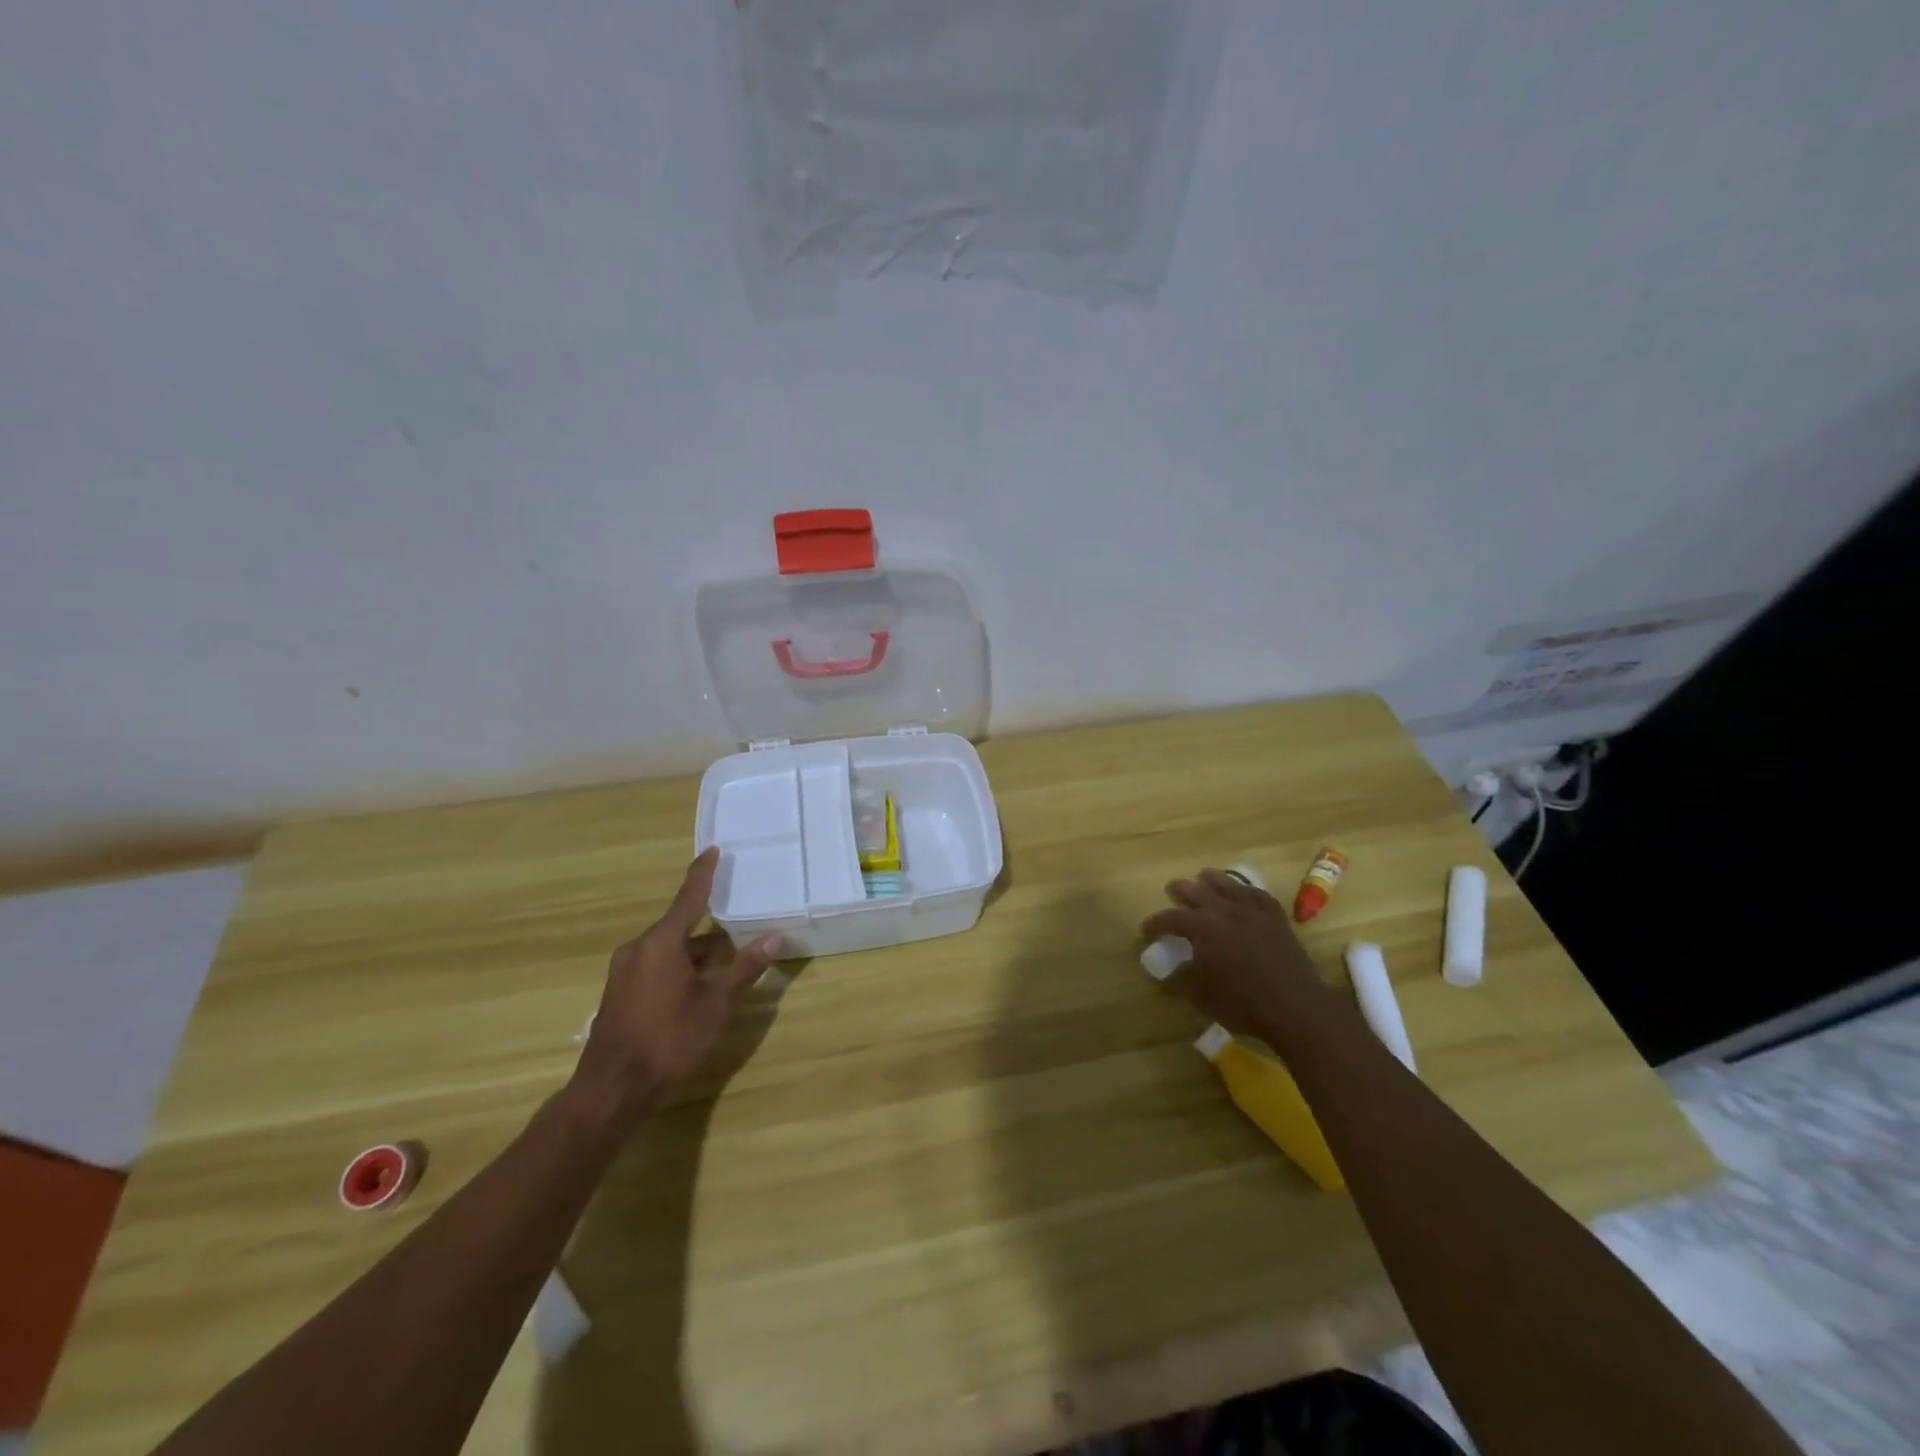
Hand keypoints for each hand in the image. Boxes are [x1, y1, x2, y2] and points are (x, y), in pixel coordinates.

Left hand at [570, 848, 779, 1129]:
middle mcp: (638, 948)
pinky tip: (697, 981)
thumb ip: (744, 969)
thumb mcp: (715, 1005)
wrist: (612, 1089)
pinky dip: (679, 963)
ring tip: (726, 953)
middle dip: (706, 920)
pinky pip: (655, 963)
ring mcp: (625, 971)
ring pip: (667, 947)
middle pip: (678, 924)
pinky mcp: (620, 992)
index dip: (703, 874)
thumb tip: (775, 937)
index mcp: (661, 943)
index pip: (688, 897)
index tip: (712, 850)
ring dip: (695, 948)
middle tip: (734, 912)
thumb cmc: (669, 1039)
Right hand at [1142, 868, 1331, 1048]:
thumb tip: (1177, 970)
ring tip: (1203, 877)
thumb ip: (1186, 978)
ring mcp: (1252, 911)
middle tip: (1172, 890)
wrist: (1295, 1006)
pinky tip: (1242, 891)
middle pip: (1196, 892)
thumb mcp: (1202, 996)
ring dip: (1211, 880)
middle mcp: (1224, 910)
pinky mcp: (1275, 917)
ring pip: (1227, 884)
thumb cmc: (1242, 1004)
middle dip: (1180, 891)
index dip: (1156, 923)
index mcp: (1201, 928)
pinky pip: (1257, 894)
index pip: (1170, 918)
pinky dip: (1245, 890)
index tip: (1146, 929)